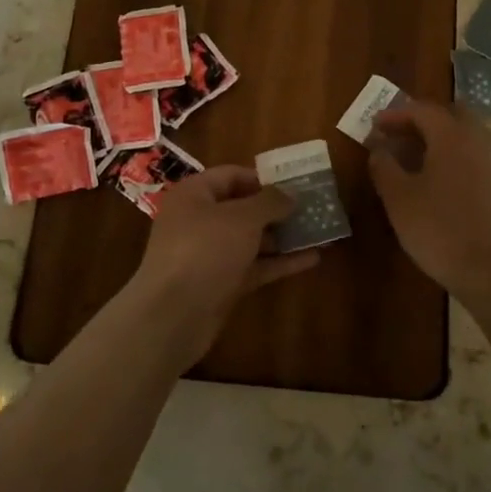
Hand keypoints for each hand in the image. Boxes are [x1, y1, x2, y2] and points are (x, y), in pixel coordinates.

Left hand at [126, 166, 317, 362]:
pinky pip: (254, 266)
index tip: (295, 184)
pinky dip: (279, 262)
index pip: (232, 175)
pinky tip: (311, 259)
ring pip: (251, 239)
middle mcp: (199, 220)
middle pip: (242, 208)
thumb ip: (270, 202)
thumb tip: (290, 195)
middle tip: (312, 208)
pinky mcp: (221, 284)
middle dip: (277, 209)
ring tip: (318, 232)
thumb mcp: (242, 218)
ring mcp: (209, 254)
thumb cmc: (205, 250)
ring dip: (282, 236)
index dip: (263, 178)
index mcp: (195, 194)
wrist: (173, 316)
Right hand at [368, 100, 490, 311]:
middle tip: (397, 135)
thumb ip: (384, 166)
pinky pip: (477, 154)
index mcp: (453, 134)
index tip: (375, 125)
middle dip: (421, 120)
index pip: (421, 110)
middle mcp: (480, 138)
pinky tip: (441, 177)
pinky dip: (457, 154)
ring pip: (467, 134)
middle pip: (449, 115)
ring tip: (416, 156)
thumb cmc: (440, 230)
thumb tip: (378, 147)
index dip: (395, 115)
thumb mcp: (399, 198)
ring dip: (441, 137)